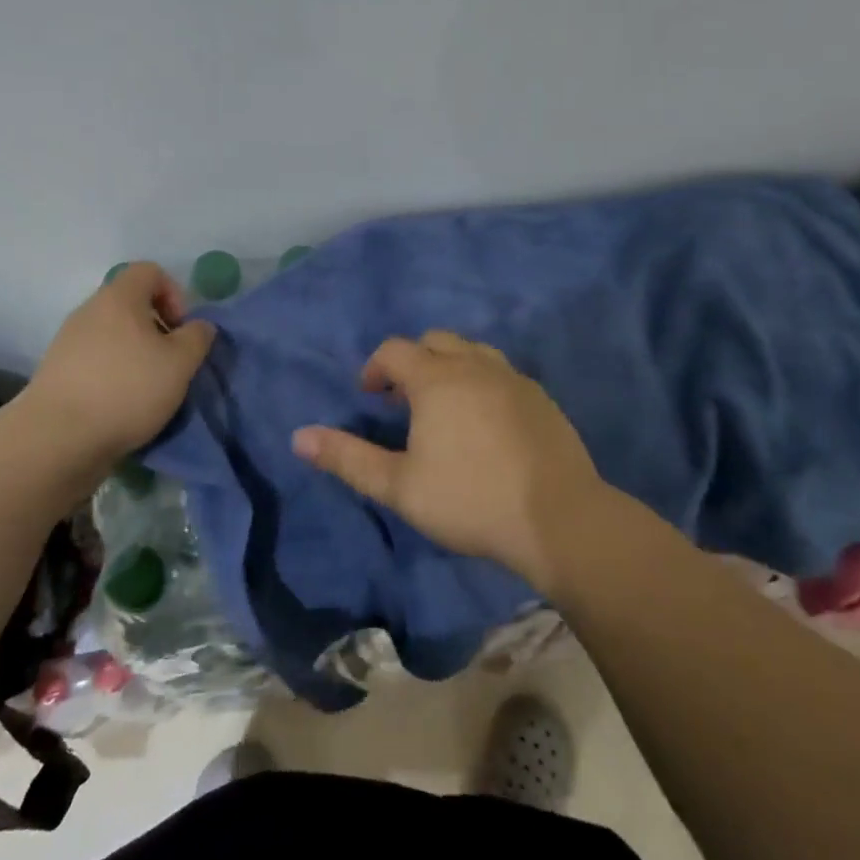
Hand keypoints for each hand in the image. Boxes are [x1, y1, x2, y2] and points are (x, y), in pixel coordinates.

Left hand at [23, 262, 216, 467]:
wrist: (57, 437)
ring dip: (135, 354)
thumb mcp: (180, 363)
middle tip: (170, 361)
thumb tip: (199, 326)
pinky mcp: (57, 372)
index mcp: (119, 298)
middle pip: (130, 304)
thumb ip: (197, 338)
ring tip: (148, 388)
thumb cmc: (127, 389)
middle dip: (156, 328)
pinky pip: (95, 360)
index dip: (174, 293)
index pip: (149, 271)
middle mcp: (89, 311)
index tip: (181, 329)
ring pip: (112, 334)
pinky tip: (122, 404)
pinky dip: (113, 373)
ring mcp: (68, 341)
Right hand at [291, 330, 609, 592]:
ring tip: (443, 406)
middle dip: (412, 362)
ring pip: (472, 351)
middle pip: (435, 341)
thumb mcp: (399, 486)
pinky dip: (481, 381)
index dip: (375, 368)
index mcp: (437, 378)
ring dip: (449, 367)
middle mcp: (475, 365)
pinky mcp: (541, 398)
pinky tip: (485, 421)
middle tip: (403, 400)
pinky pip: (501, 372)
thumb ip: (348, 458)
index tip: (370, 396)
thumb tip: (299, 437)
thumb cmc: (470, 499)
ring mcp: (513, 378)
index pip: (395, 350)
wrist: (559, 519)